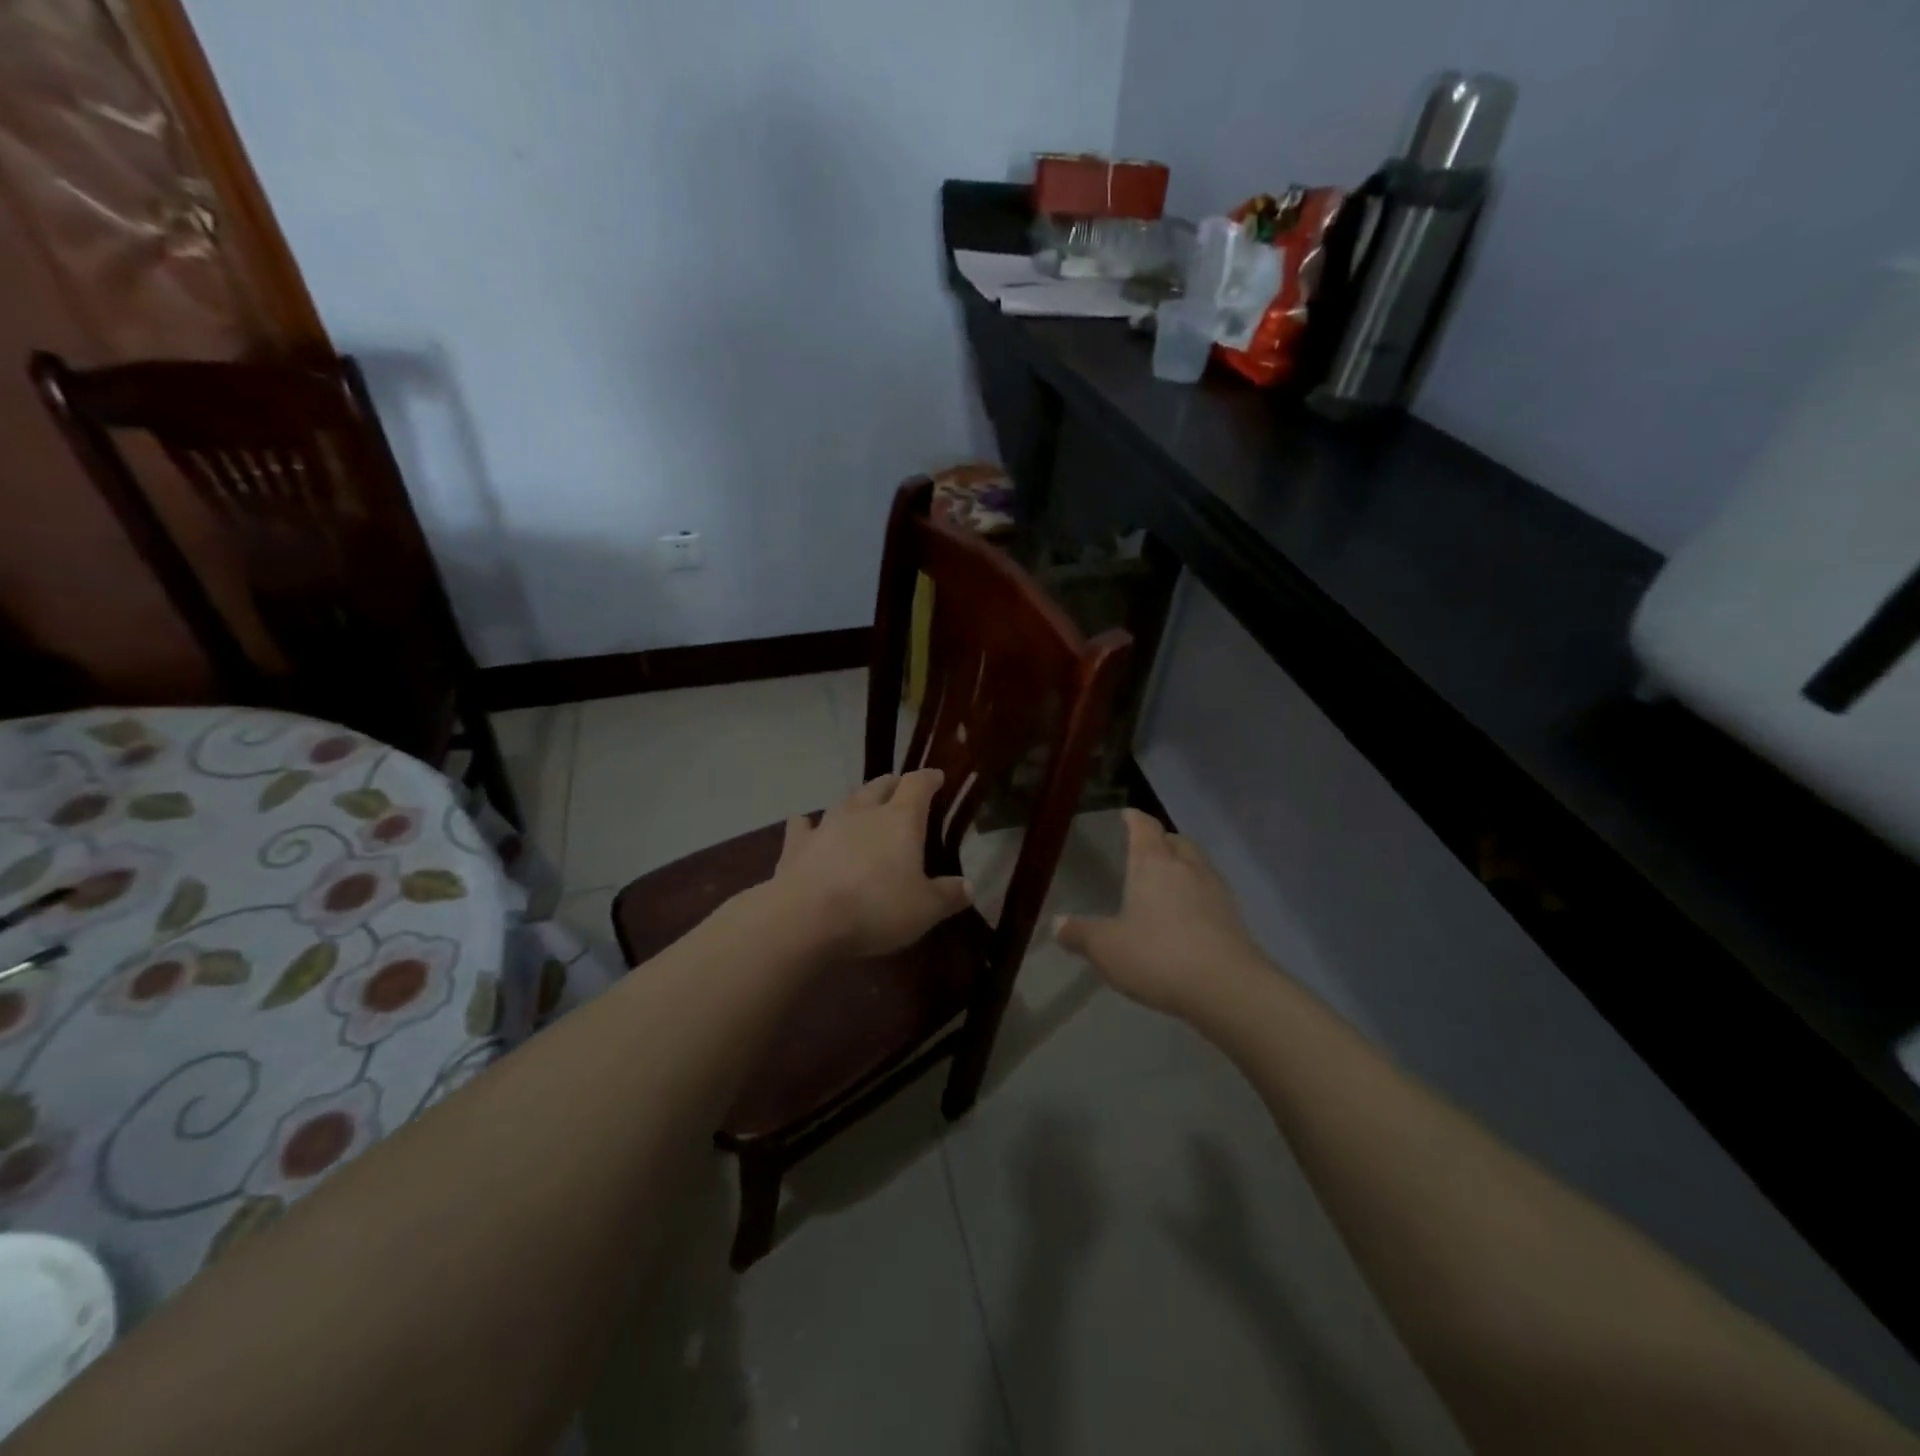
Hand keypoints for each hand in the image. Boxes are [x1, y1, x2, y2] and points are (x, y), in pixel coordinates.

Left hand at [771, 769, 971, 958]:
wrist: (806, 918)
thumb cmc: (876, 907)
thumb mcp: (925, 909)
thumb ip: (948, 895)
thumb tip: (968, 886)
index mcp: (900, 820)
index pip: (918, 785)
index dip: (929, 778)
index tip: (936, 777)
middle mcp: (863, 812)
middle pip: (880, 786)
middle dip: (893, 784)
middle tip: (901, 790)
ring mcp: (826, 825)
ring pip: (845, 801)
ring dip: (857, 801)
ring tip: (862, 806)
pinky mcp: (797, 845)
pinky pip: (803, 826)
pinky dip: (808, 824)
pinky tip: (806, 825)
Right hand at [1053, 809, 1262, 1016]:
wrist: (1227, 988)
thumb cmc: (1158, 956)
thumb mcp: (1106, 948)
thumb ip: (1079, 933)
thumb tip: (1056, 923)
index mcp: (1153, 863)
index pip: (1144, 827)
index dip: (1134, 818)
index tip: (1126, 815)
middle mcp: (1186, 867)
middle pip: (1176, 840)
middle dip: (1161, 841)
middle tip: (1145, 851)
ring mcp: (1215, 890)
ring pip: (1197, 864)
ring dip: (1182, 866)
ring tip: (1165, 883)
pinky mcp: (1234, 917)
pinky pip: (1210, 892)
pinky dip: (1197, 895)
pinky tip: (1186, 917)